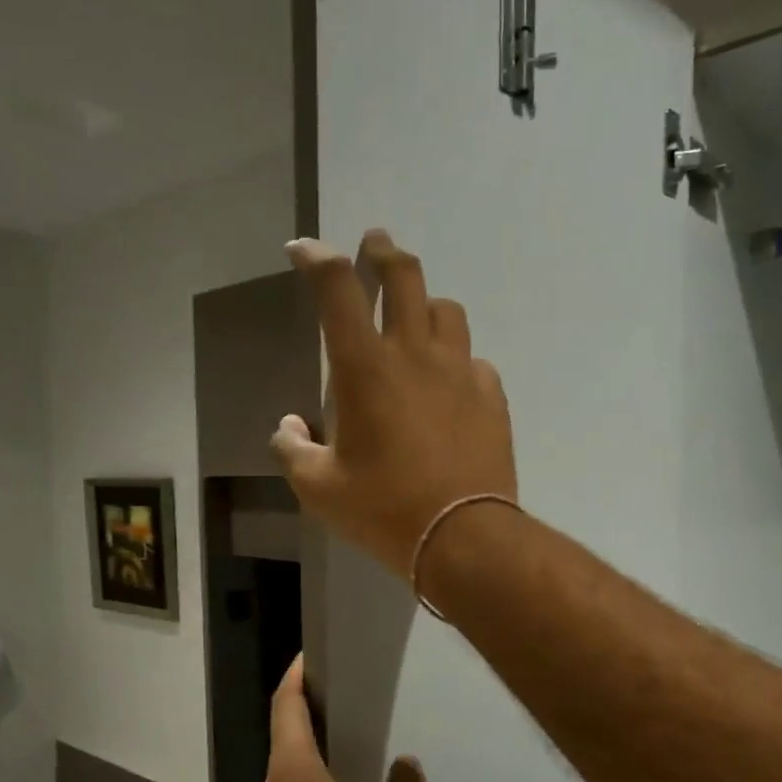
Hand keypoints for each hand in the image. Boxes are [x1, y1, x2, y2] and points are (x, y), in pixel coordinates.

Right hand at [272, 231, 517, 579]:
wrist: (460, 537)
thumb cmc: (382, 510)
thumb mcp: (318, 488)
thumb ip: (293, 449)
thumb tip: (290, 426)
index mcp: (364, 368)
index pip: (337, 289)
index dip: (317, 259)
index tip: (304, 249)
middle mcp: (415, 354)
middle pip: (404, 277)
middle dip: (384, 252)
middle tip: (375, 244)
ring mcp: (460, 373)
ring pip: (447, 312)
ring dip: (427, 304)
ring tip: (417, 317)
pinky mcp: (492, 397)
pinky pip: (474, 361)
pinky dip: (457, 360)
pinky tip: (451, 382)